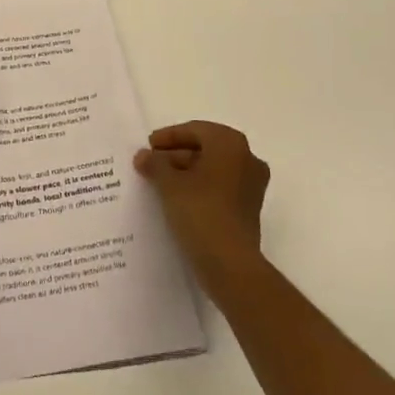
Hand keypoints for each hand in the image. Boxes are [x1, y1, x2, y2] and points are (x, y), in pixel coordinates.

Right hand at [134, 121, 269, 290]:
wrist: (230, 264)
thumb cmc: (200, 212)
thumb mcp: (169, 184)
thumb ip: (155, 164)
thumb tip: (144, 156)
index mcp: (230, 144)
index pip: (195, 130)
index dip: (169, 136)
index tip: (148, 146)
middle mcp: (247, 159)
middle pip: (205, 148)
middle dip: (176, 154)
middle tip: (151, 163)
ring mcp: (251, 185)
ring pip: (213, 169)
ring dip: (186, 172)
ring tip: (158, 182)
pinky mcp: (249, 209)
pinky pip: (220, 187)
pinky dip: (199, 187)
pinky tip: (176, 199)